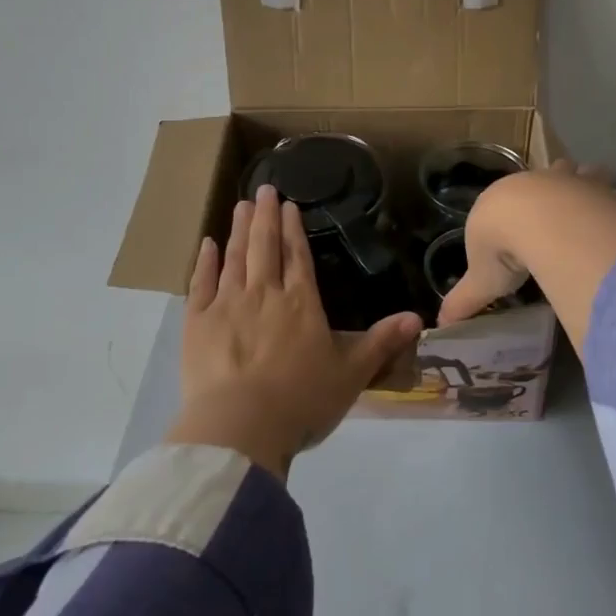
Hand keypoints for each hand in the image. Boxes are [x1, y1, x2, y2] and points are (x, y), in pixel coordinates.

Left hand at [167, 185, 422, 477]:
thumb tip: (418, 317)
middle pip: (265, 247)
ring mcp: (227, 305)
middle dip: (266, 216)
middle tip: (264, 189)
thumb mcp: (351, 374)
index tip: (289, 205)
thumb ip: (382, 343)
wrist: (240, 427)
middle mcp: (264, 294)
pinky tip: (207, 245)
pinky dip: (205, 262)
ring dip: (239, 230)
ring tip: (241, 205)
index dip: (294, 229)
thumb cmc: (301, 401)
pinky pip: (201, 284)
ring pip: (235, 258)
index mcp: (301, 303)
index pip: (298, 256)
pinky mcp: (197, 323)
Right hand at [437, 161, 615, 327]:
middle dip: (560, 178)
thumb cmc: (502, 246)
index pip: (514, 202)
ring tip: (606, 173)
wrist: (530, 223)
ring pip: (597, 179)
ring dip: (600, 179)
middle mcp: (549, 188)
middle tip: (565, 179)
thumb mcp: (481, 279)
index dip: (517, 207)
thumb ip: (464, 301)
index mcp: (511, 203)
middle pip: (558, 177)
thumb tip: (438, 327)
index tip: (518, 215)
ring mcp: (586, 192)